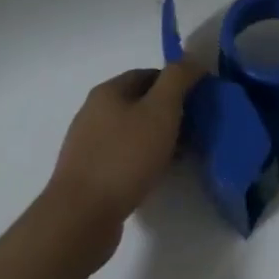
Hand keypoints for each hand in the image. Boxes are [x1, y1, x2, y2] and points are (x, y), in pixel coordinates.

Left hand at [44, 60, 204, 267]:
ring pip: (132, 131)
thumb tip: (191, 60)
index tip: (198, 101)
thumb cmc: (124, 157)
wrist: (80, 218)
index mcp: (108, 91)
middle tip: (194, 129)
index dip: (176, 83)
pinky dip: (142, 159)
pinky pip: (122, 156)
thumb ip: (178, 79)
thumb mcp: (160, 111)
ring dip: (157, 138)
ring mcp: (87, 144)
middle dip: (169, 112)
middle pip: (139, 102)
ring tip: (179, 155)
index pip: (149, 74)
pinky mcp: (88, 174)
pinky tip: (155, 175)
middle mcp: (93, 112)